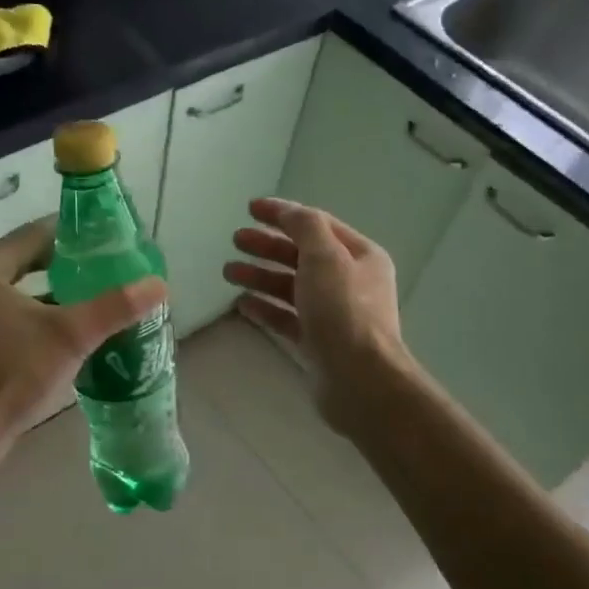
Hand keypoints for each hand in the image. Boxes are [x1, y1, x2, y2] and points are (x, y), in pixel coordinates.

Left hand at [0, 217, 165, 460]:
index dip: (73, 234)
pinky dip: (40, 317)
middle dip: (68, 266)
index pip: (34, 234)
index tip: (108, 239)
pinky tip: (73, 330)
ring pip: (20, 292)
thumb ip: (115, 307)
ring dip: (56, 293)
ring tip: (98, 296)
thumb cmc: (13, 372)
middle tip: (109, 268)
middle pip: (27, 262)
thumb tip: (160, 284)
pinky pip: (12, 316)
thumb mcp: (71, 335)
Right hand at [223, 197, 404, 434]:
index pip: (317, 225)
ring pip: (291, 287)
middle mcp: (349, 282)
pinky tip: (241, 303)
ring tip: (228, 271)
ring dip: (260, 276)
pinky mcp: (318, 342)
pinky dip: (265, 308)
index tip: (249, 208)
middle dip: (268, 246)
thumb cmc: (343, 311)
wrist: (360, 380)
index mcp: (360, 256)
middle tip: (235, 239)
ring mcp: (333, 314)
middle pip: (301, 255)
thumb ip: (305, 227)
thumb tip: (289, 212)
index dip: (283, 214)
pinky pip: (287, 318)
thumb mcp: (325, 257)